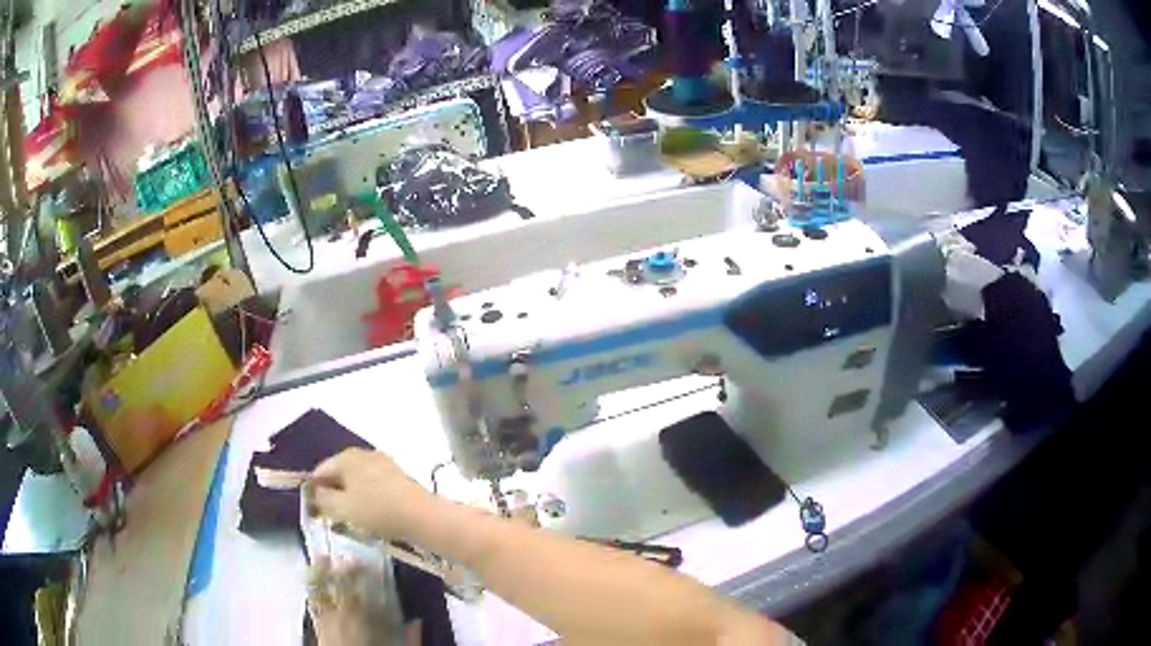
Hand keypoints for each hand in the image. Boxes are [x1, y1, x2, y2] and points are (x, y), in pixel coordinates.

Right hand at [306, 449, 437, 541]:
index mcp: (346, 457)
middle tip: (332, 515)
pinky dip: (368, 498)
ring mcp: (383, 463)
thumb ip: (323, 499)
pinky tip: (372, 514)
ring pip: (358, 480)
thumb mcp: (342, 508)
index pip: (320, 470)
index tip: (315, 509)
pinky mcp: (398, 477)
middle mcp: (364, 454)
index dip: (314, 489)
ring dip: (352, 497)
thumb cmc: (376, 510)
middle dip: (334, 493)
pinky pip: (374, 486)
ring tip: (352, 518)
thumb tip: (316, 493)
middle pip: (340, 473)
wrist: (422, 515)